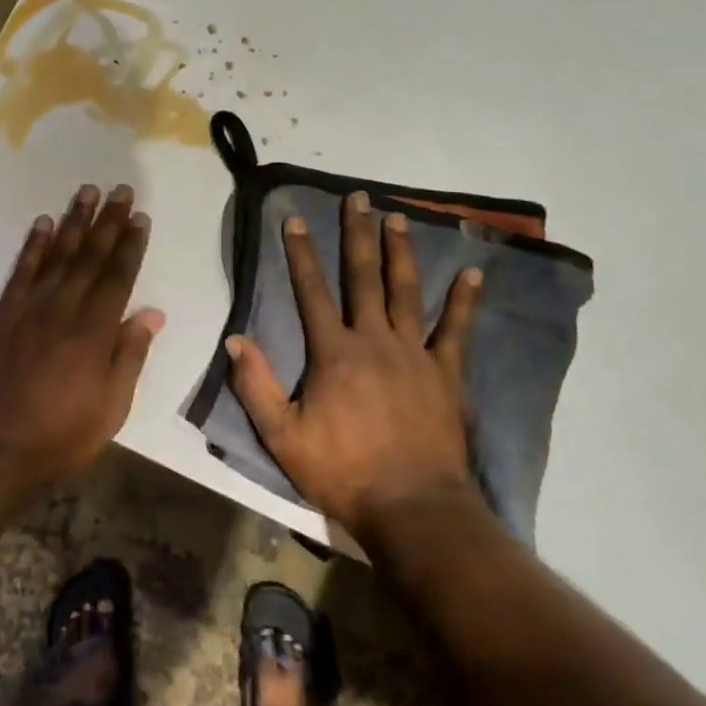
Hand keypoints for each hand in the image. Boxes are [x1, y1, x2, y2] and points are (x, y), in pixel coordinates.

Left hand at [0, 183, 164, 491]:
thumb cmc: (61, 435)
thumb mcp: (111, 407)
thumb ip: (130, 356)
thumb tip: (151, 314)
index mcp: (94, 333)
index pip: (117, 278)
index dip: (130, 246)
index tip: (140, 218)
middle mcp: (63, 310)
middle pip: (90, 257)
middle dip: (108, 222)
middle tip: (121, 190)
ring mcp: (29, 309)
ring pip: (57, 255)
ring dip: (74, 222)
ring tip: (87, 192)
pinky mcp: (3, 314)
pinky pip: (21, 271)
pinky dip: (33, 245)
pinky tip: (42, 223)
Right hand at [225, 190, 484, 543]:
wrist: (411, 507)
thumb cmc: (342, 471)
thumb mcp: (282, 436)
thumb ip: (256, 386)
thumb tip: (234, 340)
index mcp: (333, 352)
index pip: (312, 291)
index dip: (302, 253)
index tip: (297, 218)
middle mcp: (374, 340)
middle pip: (363, 277)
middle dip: (358, 234)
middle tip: (358, 197)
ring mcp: (414, 353)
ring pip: (406, 291)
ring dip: (401, 251)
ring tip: (398, 217)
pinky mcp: (445, 373)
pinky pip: (456, 330)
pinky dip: (464, 301)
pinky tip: (472, 273)